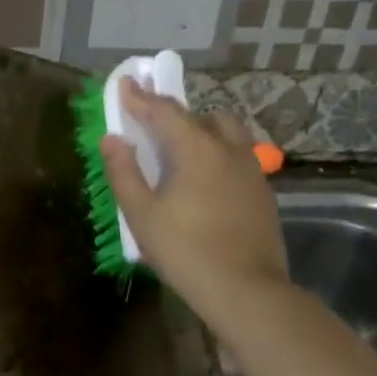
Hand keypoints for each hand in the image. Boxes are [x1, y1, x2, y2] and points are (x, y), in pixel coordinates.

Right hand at [99, 78, 288, 323]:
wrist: (246, 291)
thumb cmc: (186, 251)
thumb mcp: (142, 215)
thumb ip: (124, 172)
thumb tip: (113, 139)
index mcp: (196, 149)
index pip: (164, 111)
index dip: (140, 97)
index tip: (125, 84)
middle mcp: (228, 149)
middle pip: (200, 117)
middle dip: (174, 115)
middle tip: (152, 127)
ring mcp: (251, 170)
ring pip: (227, 134)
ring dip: (203, 132)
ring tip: (182, 153)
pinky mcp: (263, 193)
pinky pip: (238, 158)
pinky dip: (218, 156)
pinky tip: (207, 182)